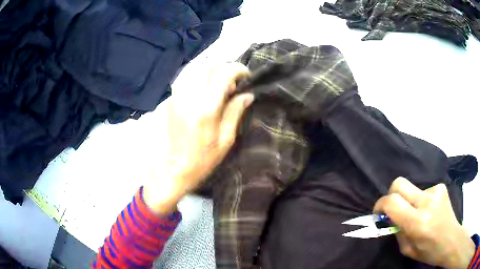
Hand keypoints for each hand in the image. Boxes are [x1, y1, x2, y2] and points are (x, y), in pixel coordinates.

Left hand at [144, 63, 253, 214]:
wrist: (176, 166)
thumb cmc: (205, 158)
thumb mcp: (226, 138)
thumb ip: (236, 112)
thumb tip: (247, 94)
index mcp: (207, 108)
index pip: (224, 74)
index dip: (239, 70)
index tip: (247, 76)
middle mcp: (190, 96)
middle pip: (210, 66)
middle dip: (225, 69)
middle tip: (233, 84)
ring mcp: (178, 96)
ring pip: (197, 70)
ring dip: (212, 73)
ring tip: (219, 88)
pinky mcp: (172, 100)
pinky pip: (187, 78)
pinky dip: (200, 79)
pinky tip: (205, 91)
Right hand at [374, 177, 474, 268]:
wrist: (451, 240)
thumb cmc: (428, 251)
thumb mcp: (407, 249)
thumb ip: (397, 231)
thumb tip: (390, 217)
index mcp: (417, 222)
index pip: (392, 202)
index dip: (380, 205)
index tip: (378, 213)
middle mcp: (426, 202)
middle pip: (400, 183)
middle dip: (392, 194)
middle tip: (394, 208)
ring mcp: (436, 191)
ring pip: (412, 189)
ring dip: (410, 201)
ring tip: (418, 214)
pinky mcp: (441, 187)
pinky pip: (424, 190)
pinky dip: (422, 200)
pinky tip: (429, 210)